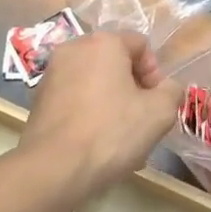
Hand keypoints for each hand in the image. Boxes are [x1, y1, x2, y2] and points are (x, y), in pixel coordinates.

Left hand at [20, 32, 182, 197]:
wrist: (54, 169)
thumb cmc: (111, 132)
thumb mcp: (160, 112)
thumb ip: (172, 92)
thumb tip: (166, 89)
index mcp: (103, 42)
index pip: (141, 45)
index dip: (155, 74)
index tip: (155, 103)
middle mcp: (74, 48)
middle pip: (115, 63)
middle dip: (132, 90)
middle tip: (140, 122)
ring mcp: (51, 74)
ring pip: (94, 83)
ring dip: (111, 104)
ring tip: (119, 139)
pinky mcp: (38, 100)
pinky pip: (74, 100)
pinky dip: (88, 115)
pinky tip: (95, 145)